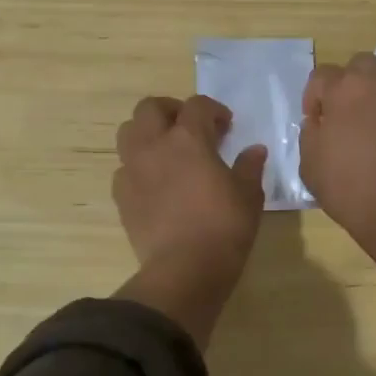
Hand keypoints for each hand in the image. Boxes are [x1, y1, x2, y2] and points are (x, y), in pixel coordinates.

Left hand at [112, 95, 266, 345]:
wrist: (185, 269)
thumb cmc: (224, 227)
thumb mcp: (248, 195)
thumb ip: (249, 167)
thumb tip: (254, 150)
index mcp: (188, 138)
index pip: (197, 105)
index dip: (213, 110)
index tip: (225, 126)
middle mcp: (154, 146)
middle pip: (150, 108)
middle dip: (170, 110)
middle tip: (188, 128)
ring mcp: (132, 170)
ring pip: (128, 132)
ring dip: (146, 133)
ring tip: (166, 151)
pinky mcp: (121, 196)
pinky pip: (124, 168)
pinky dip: (137, 167)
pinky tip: (154, 183)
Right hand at [300, 54, 375, 290]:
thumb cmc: (349, 187)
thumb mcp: (310, 164)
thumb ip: (310, 133)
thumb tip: (318, 121)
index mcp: (343, 89)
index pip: (321, 76)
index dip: (313, 97)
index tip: (316, 121)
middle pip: (358, 66)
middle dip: (347, 84)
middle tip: (343, 114)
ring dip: (373, 92)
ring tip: (368, 122)